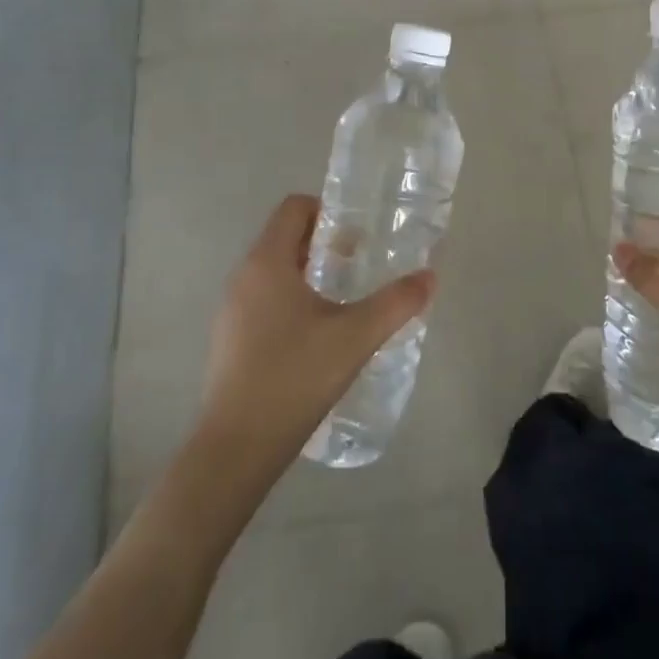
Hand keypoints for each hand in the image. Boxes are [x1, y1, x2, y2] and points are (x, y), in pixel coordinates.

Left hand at [197, 194, 435, 478]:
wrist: (236, 450)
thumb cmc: (294, 377)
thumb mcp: (355, 337)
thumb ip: (396, 303)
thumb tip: (429, 277)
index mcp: (267, 262)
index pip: (293, 208)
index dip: (326, 210)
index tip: (356, 235)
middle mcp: (243, 277)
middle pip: (284, 238)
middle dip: (323, 245)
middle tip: (359, 265)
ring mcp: (230, 311)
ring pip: (273, 272)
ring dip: (308, 274)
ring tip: (342, 303)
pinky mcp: (228, 341)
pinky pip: (262, 301)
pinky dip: (290, 302)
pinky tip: (316, 339)